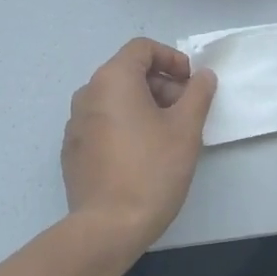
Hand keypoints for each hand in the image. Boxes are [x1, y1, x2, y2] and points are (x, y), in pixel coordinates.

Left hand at [62, 38, 217, 250]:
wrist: (108, 227)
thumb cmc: (151, 170)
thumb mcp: (186, 129)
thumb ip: (198, 94)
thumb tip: (203, 76)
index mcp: (112, 80)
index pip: (142, 48)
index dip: (172, 58)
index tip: (191, 83)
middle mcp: (87, 94)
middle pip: (129, 73)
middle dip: (162, 85)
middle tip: (186, 113)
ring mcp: (76, 123)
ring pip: (116, 100)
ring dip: (146, 106)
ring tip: (169, 136)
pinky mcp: (73, 150)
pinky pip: (104, 123)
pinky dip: (126, 126)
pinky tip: (144, 155)